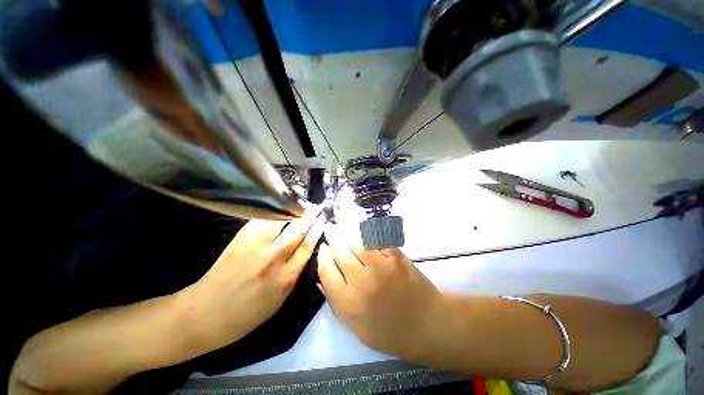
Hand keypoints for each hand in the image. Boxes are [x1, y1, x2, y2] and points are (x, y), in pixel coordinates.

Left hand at [183, 213, 324, 350]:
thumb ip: (294, 273)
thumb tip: (306, 249)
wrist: (206, 312)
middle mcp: (273, 259)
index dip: (316, 231)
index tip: (322, 221)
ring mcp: (255, 246)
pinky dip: (275, 213)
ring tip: (299, 208)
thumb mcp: (280, 299)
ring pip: (281, 220)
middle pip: (298, 231)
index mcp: (285, 278)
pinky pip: (264, 219)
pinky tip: (281, 210)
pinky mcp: (241, 237)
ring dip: (293, 212)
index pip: (307, 247)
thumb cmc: (247, 313)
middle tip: (314, 210)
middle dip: (309, 218)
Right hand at [317, 225, 447, 361]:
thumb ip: (337, 304)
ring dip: (349, 235)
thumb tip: (322, 280)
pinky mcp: (396, 258)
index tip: (322, 248)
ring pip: (357, 243)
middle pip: (340, 253)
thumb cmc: (391, 332)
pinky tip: (363, 230)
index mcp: (350, 304)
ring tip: (344, 229)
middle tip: (331, 231)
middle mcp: (362, 283)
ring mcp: (381, 267)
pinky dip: (368, 233)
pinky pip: (377, 240)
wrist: (428, 324)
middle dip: (333, 240)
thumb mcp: (357, 328)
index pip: (327, 273)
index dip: (322, 257)